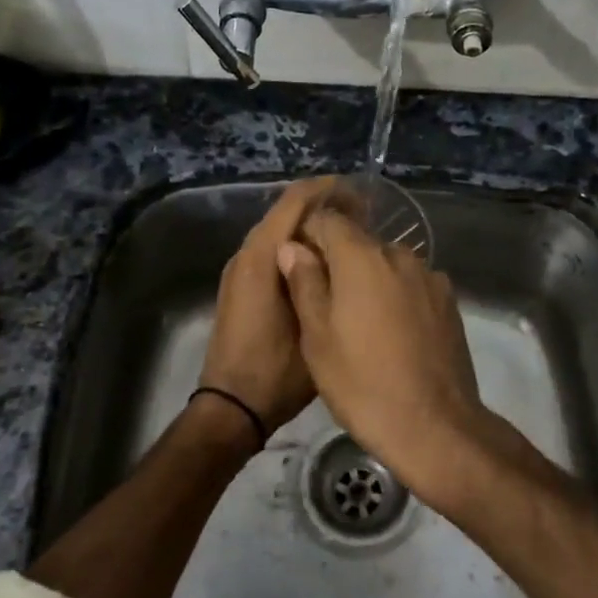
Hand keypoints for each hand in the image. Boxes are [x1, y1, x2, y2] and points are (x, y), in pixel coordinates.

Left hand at [199, 177, 341, 436]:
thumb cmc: (276, 370)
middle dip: (323, 207)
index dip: (328, 190)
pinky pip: (273, 250)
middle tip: (365, 217)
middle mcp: (246, 254)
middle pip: (286, 212)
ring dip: (311, 227)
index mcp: (261, 257)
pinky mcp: (242, 286)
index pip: (294, 201)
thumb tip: (342, 249)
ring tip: (350, 237)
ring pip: (279, 231)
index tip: (363, 194)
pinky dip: (299, 246)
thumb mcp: (313, 326)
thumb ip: (323, 281)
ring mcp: (241, 270)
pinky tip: (325, 263)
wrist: (232, 408)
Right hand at [276, 203, 491, 503]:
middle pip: (360, 241)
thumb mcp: (317, 338)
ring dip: (370, 279)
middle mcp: (400, 254)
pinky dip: (397, 295)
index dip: (309, 235)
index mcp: (362, 257)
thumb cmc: (362, 384)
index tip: (297, 263)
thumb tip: (293, 247)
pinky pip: (412, 284)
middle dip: (339, 261)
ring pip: (388, 264)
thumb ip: (304, 283)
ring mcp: (430, 276)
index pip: (328, 220)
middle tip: (324, 301)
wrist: (435, 426)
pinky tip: (393, 332)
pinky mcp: (449, 300)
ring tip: (360, 322)